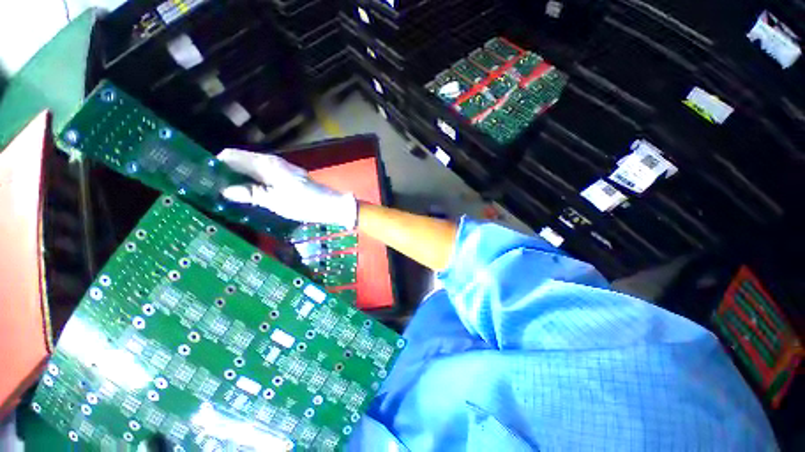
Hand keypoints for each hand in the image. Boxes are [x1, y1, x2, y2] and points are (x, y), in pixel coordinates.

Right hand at [217, 149, 357, 228]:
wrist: (330, 206)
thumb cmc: (303, 203)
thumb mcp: (274, 200)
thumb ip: (249, 193)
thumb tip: (224, 189)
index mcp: (266, 164)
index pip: (232, 155)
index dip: (215, 163)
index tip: (200, 175)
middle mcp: (271, 162)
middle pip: (241, 162)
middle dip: (224, 172)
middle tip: (207, 187)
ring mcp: (280, 170)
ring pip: (251, 171)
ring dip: (237, 179)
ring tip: (221, 193)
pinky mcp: (286, 179)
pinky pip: (262, 177)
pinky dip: (251, 183)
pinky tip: (245, 194)